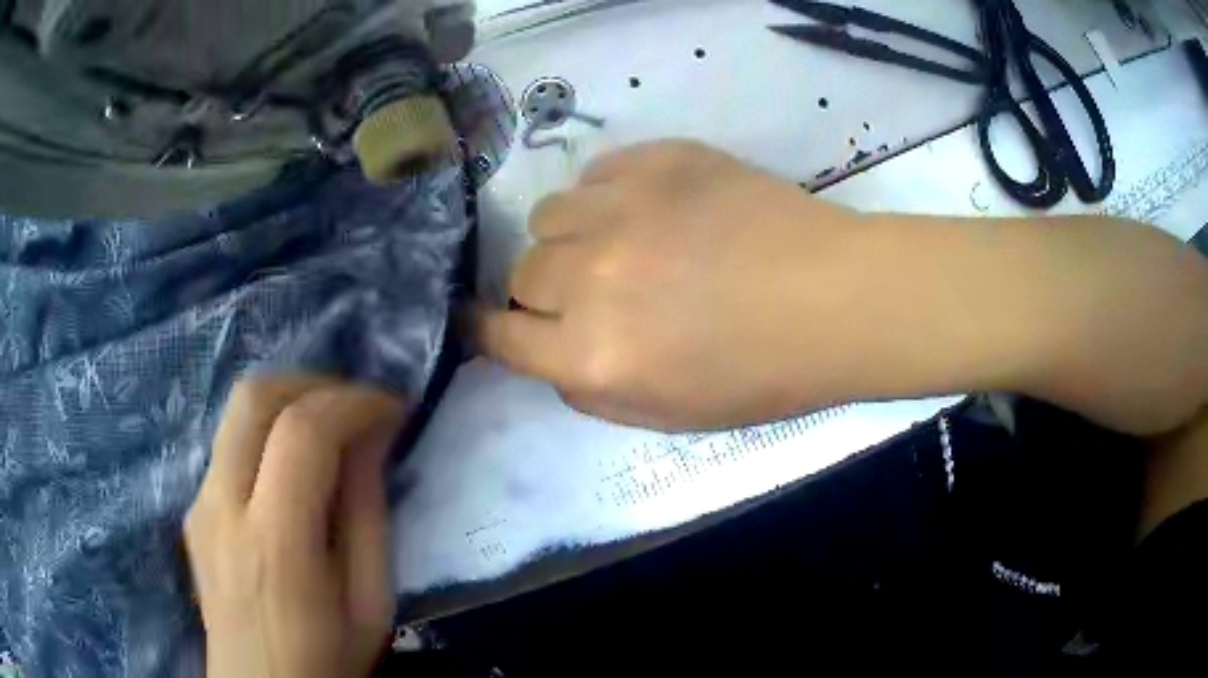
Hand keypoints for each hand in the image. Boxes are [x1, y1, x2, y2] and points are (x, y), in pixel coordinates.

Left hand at [185, 376, 405, 677]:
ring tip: (331, 428)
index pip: (304, 432)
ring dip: (289, 401)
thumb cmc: (327, 659)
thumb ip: (368, 516)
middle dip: (313, 382)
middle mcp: (222, 507)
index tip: (394, 408)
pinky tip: (293, 468)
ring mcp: (199, 503)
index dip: (354, 402)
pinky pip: (229, 445)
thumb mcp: (369, 602)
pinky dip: (267, 432)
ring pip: (236, 411)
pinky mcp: (193, 509)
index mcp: (275, 543)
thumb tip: (373, 438)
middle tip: (356, 405)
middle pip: (254, 397)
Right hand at [477, 140, 883, 429]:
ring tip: (618, 243)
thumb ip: (590, 391)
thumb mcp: (668, 415)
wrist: (837, 299)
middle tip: (592, 292)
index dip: (483, 329)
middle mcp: (592, 277)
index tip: (483, 321)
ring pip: (548, 215)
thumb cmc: (763, 374)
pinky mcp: (659, 160)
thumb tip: (550, 351)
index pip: (497, 334)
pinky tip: (648, 210)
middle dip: (544, 290)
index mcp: (594, 353)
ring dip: (570, 237)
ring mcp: (624, 207)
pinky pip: (595, 173)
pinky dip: (606, 196)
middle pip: (522, 272)